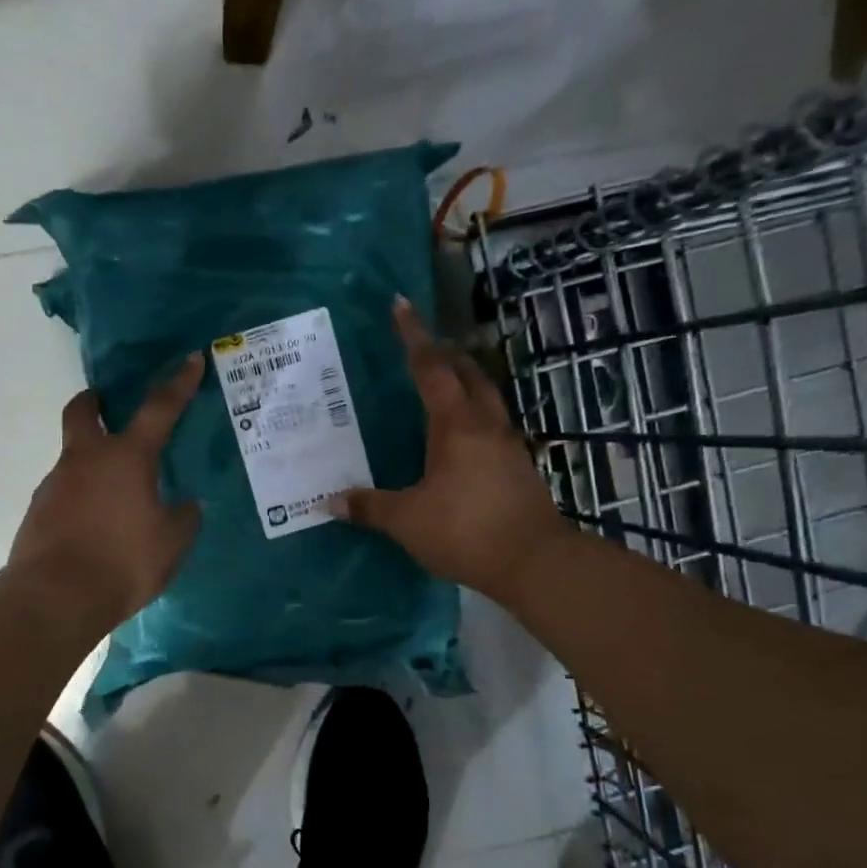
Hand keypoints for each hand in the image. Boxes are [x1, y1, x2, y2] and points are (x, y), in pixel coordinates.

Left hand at [10, 353, 205, 628]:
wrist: (55, 597)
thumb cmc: (123, 561)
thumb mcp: (173, 543)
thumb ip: (184, 517)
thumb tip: (186, 504)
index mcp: (126, 457)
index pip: (159, 409)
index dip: (178, 383)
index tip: (190, 359)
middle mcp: (85, 459)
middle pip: (83, 412)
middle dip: (95, 402)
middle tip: (109, 407)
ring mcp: (55, 484)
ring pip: (72, 458)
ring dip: (91, 463)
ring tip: (116, 498)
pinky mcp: (37, 512)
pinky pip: (64, 494)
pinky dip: (80, 499)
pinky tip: (95, 528)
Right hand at [328, 298, 567, 599]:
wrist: (534, 562)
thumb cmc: (465, 530)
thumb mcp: (407, 520)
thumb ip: (370, 507)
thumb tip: (331, 501)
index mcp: (455, 425)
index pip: (431, 368)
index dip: (413, 336)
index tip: (401, 305)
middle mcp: (485, 425)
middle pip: (468, 374)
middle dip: (445, 353)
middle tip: (423, 345)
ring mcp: (508, 446)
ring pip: (486, 398)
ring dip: (466, 381)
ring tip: (444, 383)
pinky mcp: (519, 468)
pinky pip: (493, 426)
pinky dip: (475, 415)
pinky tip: (462, 437)